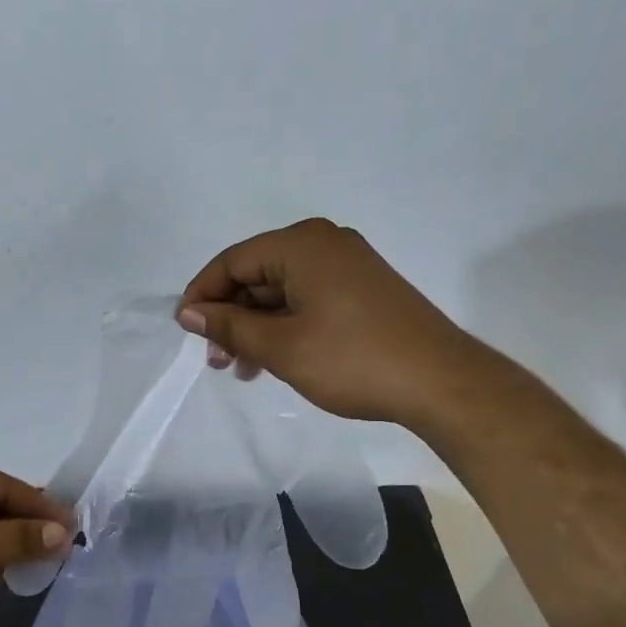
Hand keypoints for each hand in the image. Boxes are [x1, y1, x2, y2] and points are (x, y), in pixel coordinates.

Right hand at [178, 218, 489, 427]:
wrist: (441, 382)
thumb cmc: (352, 360)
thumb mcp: (280, 346)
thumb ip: (229, 326)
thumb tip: (188, 312)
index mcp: (301, 245)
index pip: (232, 261)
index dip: (202, 295)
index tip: (184, 331)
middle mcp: (323, 244)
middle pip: (256, 275)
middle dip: (230, 317)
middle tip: (216, 360)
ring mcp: (347, 265)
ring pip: (281, 291)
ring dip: (255, 328)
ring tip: (242, 369)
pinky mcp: (362, 289)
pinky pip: (307, 299)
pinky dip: (284, 327)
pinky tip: (274, 360)